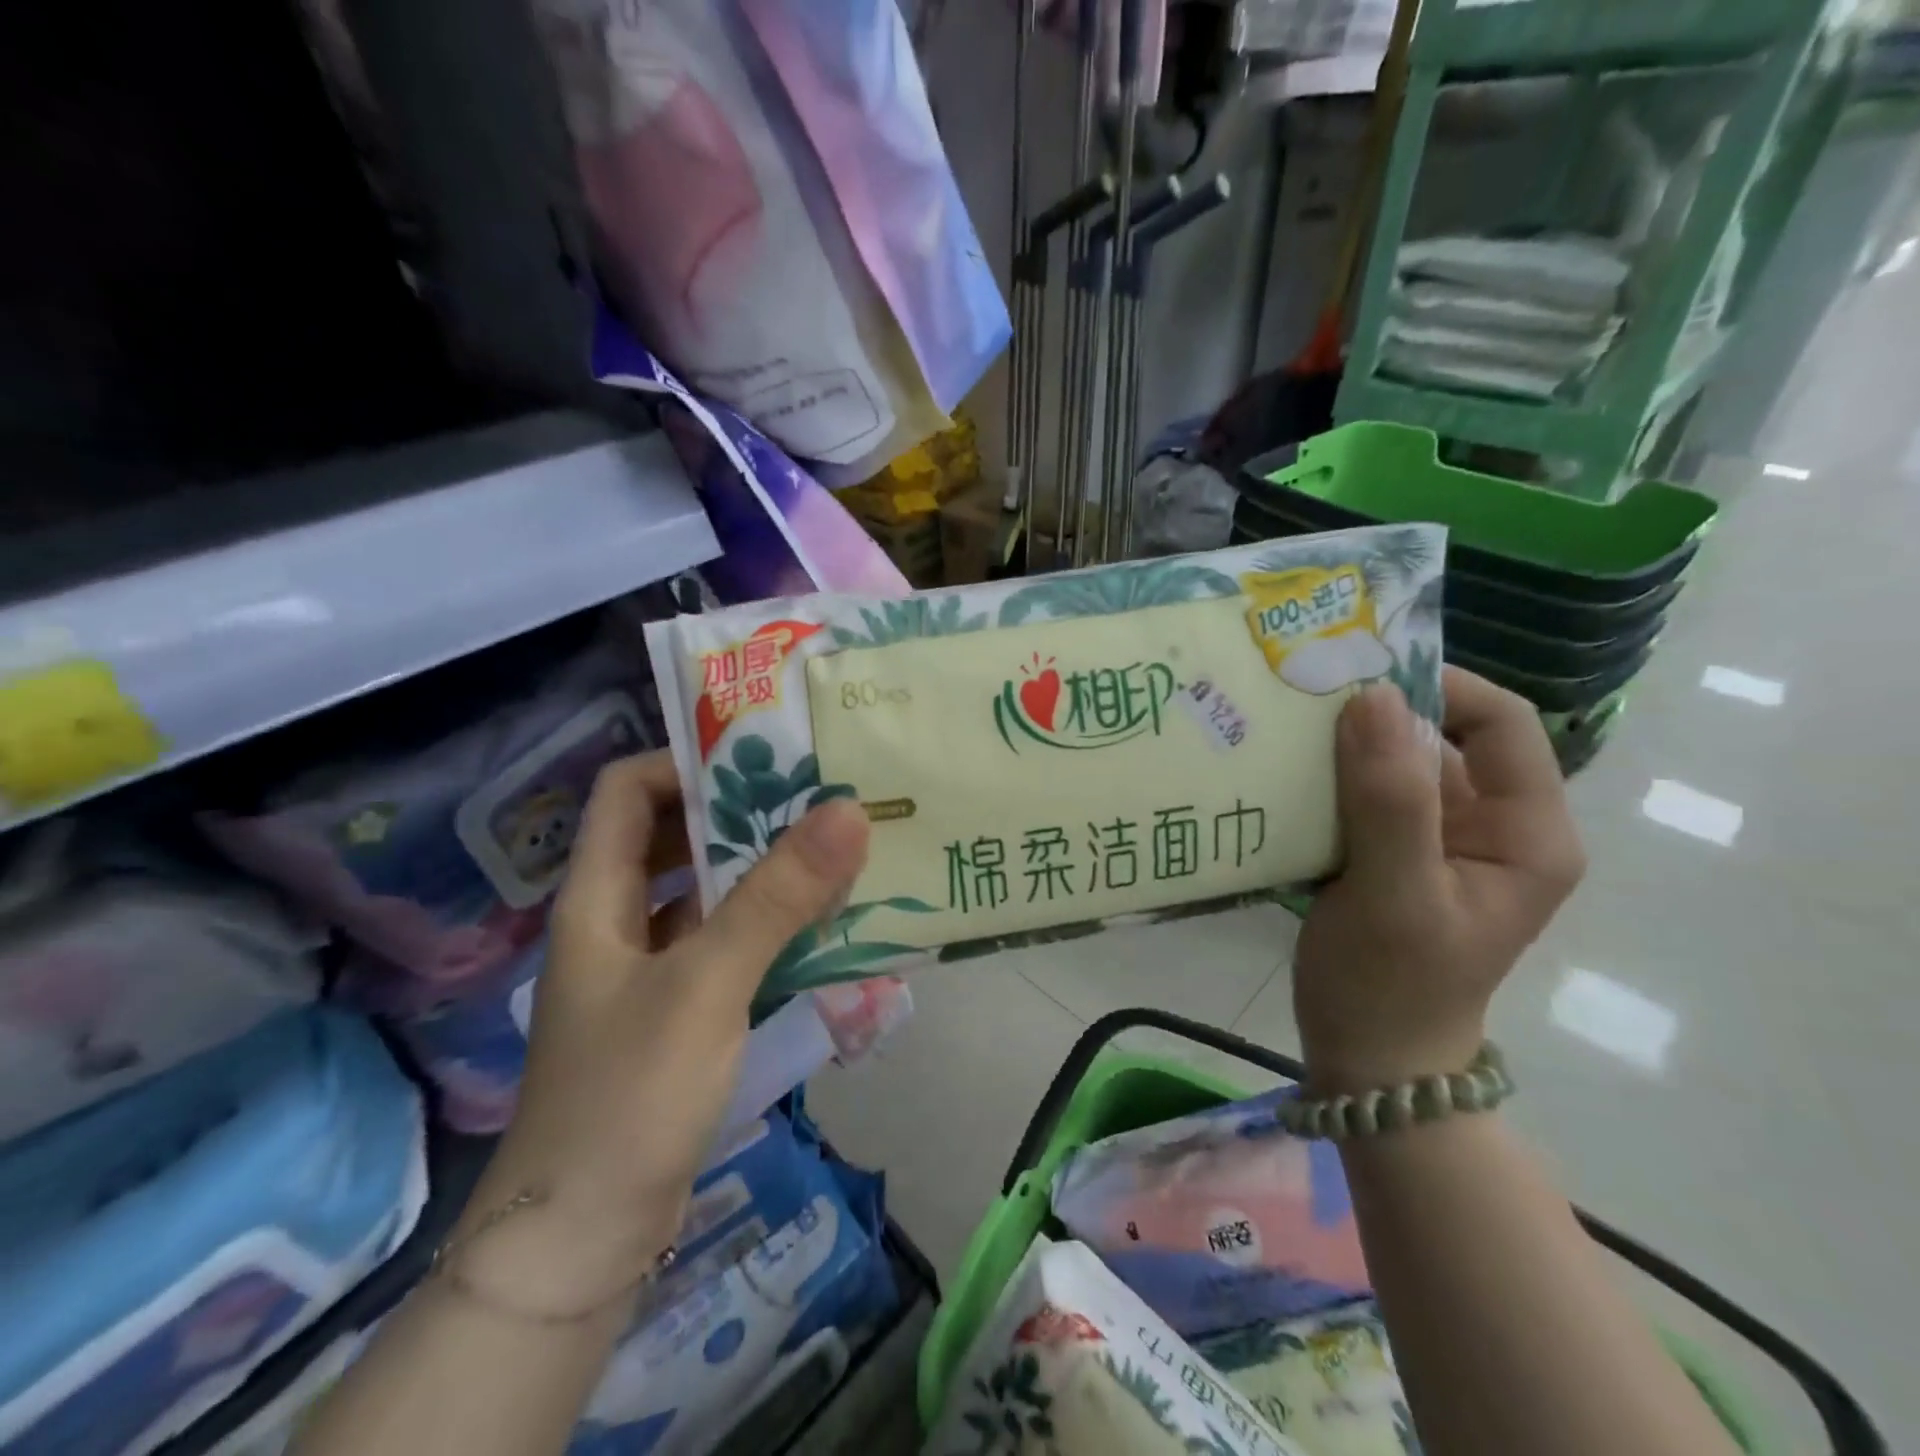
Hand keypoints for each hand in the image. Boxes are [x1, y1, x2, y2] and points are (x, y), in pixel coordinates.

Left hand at [449, 751, 870, 1316]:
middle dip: (741, 812)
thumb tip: (847, 810)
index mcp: (598, 896)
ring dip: (762, 870)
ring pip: (707, 893)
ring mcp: (649, 968)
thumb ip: (777, 897)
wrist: (584, 1238)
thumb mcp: (707, 982)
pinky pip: (727, 944)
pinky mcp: (680, 1010)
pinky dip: (769, 925)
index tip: (761, 758)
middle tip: (818, 796)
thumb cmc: (629, 1093)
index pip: (626, 790)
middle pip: (674, 837)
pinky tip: (823, 925)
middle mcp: (619, 921)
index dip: (684, 762)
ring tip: (833, 849)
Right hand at [1294, 669, 1584, 1092]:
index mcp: (1527, 832)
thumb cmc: (1391, 986)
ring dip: (1344, 745)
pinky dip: (1328, 778)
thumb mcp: (1393, 893)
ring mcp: (1442, 840)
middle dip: (1378, 714)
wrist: (1369, 1061)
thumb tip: (1374, 696)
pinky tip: (1283, 775)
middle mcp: (1494, 825)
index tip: (1357, 677)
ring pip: (1398, 763)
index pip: (1502, 723)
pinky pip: (1367, 794)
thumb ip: (1391, 799)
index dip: (1439, 687)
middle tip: (1304, 696)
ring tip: (1282, 729)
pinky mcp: (1397, 854)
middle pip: (1445, 737)